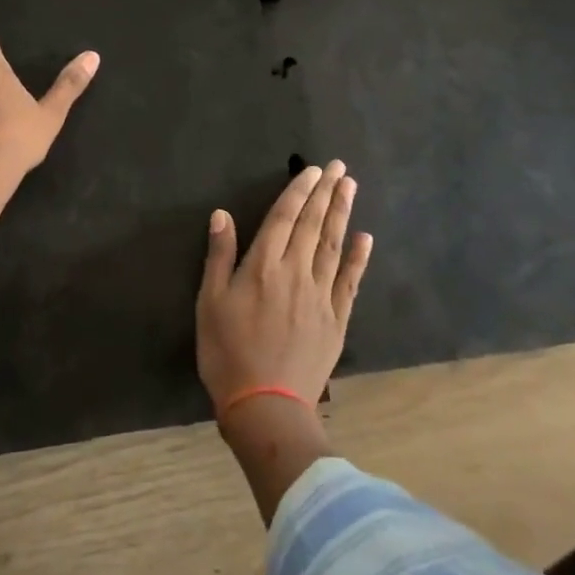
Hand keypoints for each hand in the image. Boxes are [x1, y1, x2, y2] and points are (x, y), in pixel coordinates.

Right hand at [196, 160, 372, 410]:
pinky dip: (358, 258)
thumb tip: (222, 214)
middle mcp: (295, 272)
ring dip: (342, 214)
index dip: (298, 191)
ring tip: (351, 187)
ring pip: (333, 246)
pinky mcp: (336, 319)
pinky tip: (365, 238)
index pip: (284, 218)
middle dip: (325, 193)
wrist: (265, 407)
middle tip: (339, 167)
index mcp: (263, 266)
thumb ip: (219, 256)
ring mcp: (320, 295)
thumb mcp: (210, 303)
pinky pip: (350, 282)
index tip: (313, 170)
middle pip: (312, 225)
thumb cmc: (227, 353)